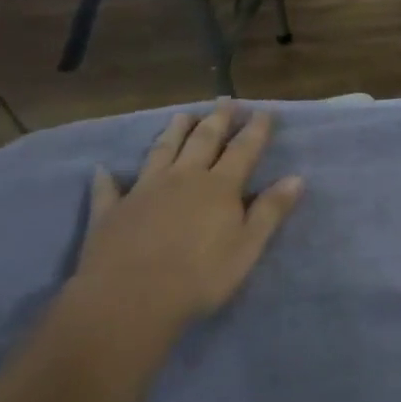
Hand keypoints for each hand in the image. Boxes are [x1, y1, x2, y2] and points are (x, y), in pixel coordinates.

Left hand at [76, 104, 303, 348]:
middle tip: (226, 101)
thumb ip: (270, 211)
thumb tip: (296, 178)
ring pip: (161, 151)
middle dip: (218, 119)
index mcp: (219, 187)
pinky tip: (103, 169)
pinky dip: (107, 178)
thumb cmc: (199, 278)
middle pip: (203, 140)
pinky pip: (108, 189)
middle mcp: (183, 178)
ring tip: (182, 115)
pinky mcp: (112, 211)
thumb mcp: (247, 248)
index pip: (244, 149)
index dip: (256, 129)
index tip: (265, 111)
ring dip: (173, 132)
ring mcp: (144, 191)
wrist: (129, 300)